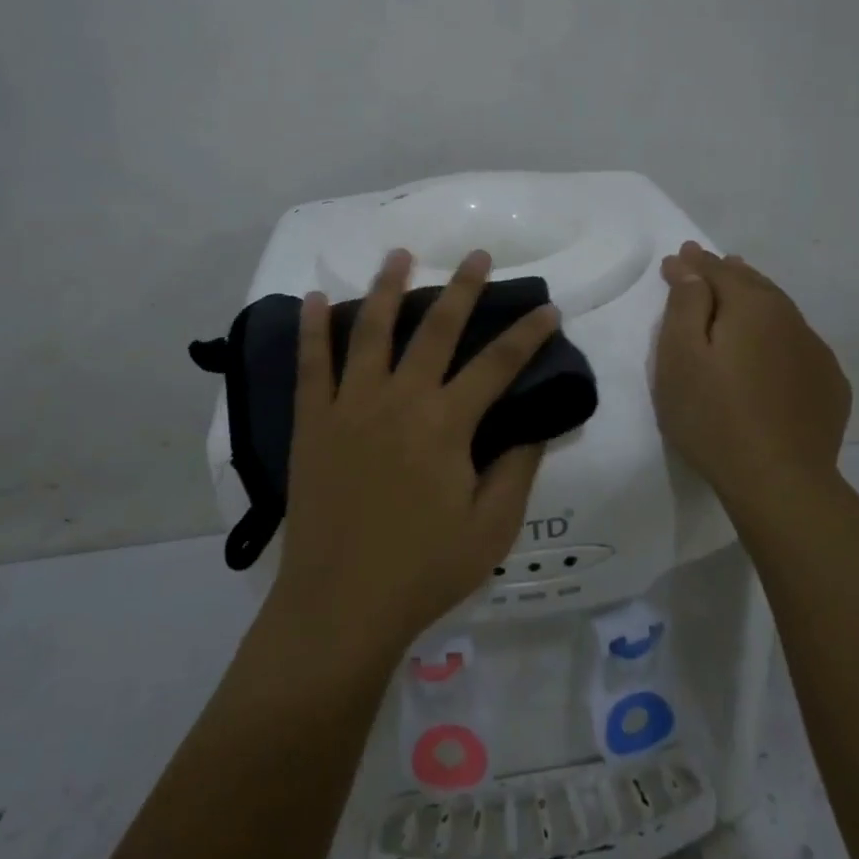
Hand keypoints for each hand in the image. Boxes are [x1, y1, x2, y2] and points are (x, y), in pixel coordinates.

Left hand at [267, 248, 561, 667]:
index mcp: (446, 425)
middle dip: (462, 289)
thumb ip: (516, 470)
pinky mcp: (312, 422)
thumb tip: (535, 424)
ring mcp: (350, 406)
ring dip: (388, 288)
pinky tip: (316, 298)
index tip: (547, 308)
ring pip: (372, 332)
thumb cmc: (422, 571)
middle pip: (436, 330)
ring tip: (400, 254)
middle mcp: (399, 400)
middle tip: (478, 256)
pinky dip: (314, 329)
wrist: (339, 605)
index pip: (498, 364)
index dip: (527, 334)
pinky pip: (311, 364)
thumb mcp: (491, 529)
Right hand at [653, 241, 851, 510]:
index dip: (694, 263)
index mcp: (752, 306)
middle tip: (708, 264)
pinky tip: (772, 347)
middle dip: (727, 272)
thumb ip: (686, 305)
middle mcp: (790, 318)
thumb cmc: (713, 416)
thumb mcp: (680, 357)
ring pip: (780, 311)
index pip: (717, 271)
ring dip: (756, 299)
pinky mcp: (829, 385)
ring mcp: (816, 352)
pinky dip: (779, 334)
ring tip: (740, 294)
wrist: (779, 481)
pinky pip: (798, 344)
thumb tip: (692, 268)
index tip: (677, 257)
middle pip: (754, 284)